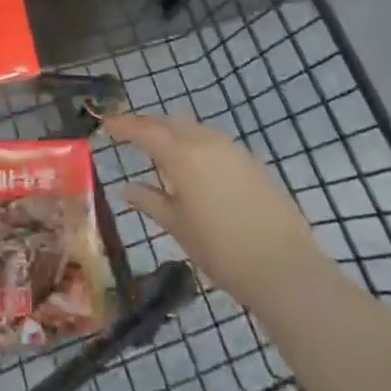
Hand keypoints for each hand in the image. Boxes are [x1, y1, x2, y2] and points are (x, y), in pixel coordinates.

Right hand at [105, 112, 317, 308]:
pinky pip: (214, 142)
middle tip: (129, 137)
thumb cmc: (222, 250)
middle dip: (148, 126)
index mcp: (182, 155)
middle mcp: (206, 142)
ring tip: (160, 153)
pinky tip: (194, 168)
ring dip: (173, 134)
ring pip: (194, 129)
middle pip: (169, 123)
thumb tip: (126, 189)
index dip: (123, 126)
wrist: (285, 268)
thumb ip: (150, 201)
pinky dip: (196, 145)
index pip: (144, 130)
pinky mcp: (252, 162)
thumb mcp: (178, 226)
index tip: (105, 125)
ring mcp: (233, 149)